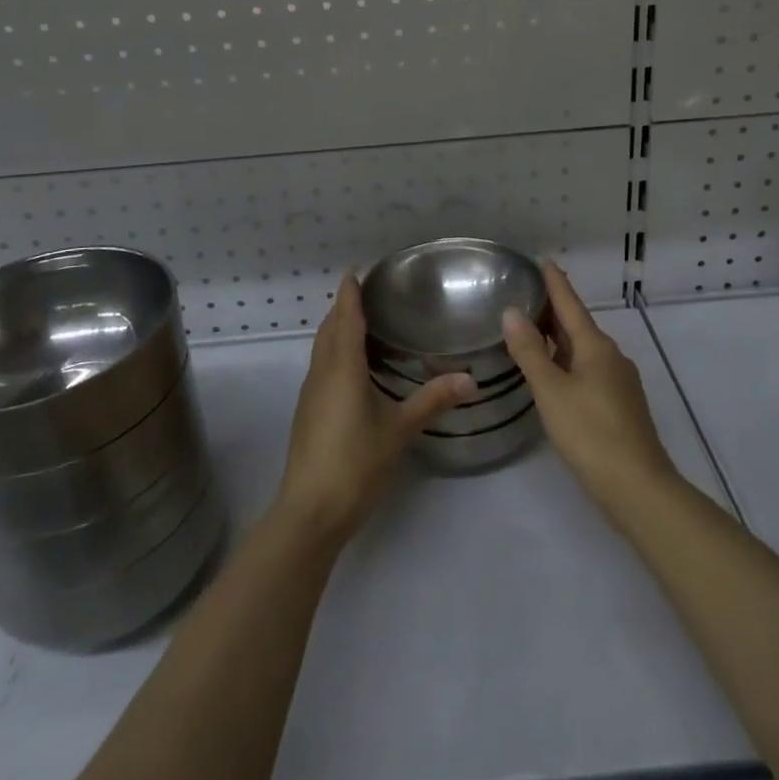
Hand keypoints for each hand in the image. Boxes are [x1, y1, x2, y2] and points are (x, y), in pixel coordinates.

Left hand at [273, 273, 476, 549]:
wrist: (310, 510)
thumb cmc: (355, 463)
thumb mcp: (399, 429)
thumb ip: (433, 400)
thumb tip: (470, 378)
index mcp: (342, 367)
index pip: (345, 316)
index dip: (350, 291)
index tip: (358, 269)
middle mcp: (322, 372)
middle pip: (330, 327)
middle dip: (344, 306)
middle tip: (369, 291)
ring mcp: (311, 392)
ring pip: (322, 347)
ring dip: (337, 328)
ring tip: (363, 321)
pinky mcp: (308, 411)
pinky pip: (321, 365)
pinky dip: (334, 350)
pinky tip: (352, 365)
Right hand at [502, 262, 678, 520]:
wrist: (638, 488)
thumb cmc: (591, 434)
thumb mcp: (551, 391)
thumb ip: (529, 352)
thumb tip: (512, 311)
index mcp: (595, 346)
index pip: (570, 303)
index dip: (554, 282)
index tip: (541, 260)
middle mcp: (610, 356)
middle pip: (577, 324)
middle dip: (552, 308)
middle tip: (523, 293)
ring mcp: (618, 381)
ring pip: (582, 348)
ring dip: (558, 336)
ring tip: (530, 329)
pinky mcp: (619, 404)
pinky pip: (587, 368)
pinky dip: (566, 359)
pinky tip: (552, 371)